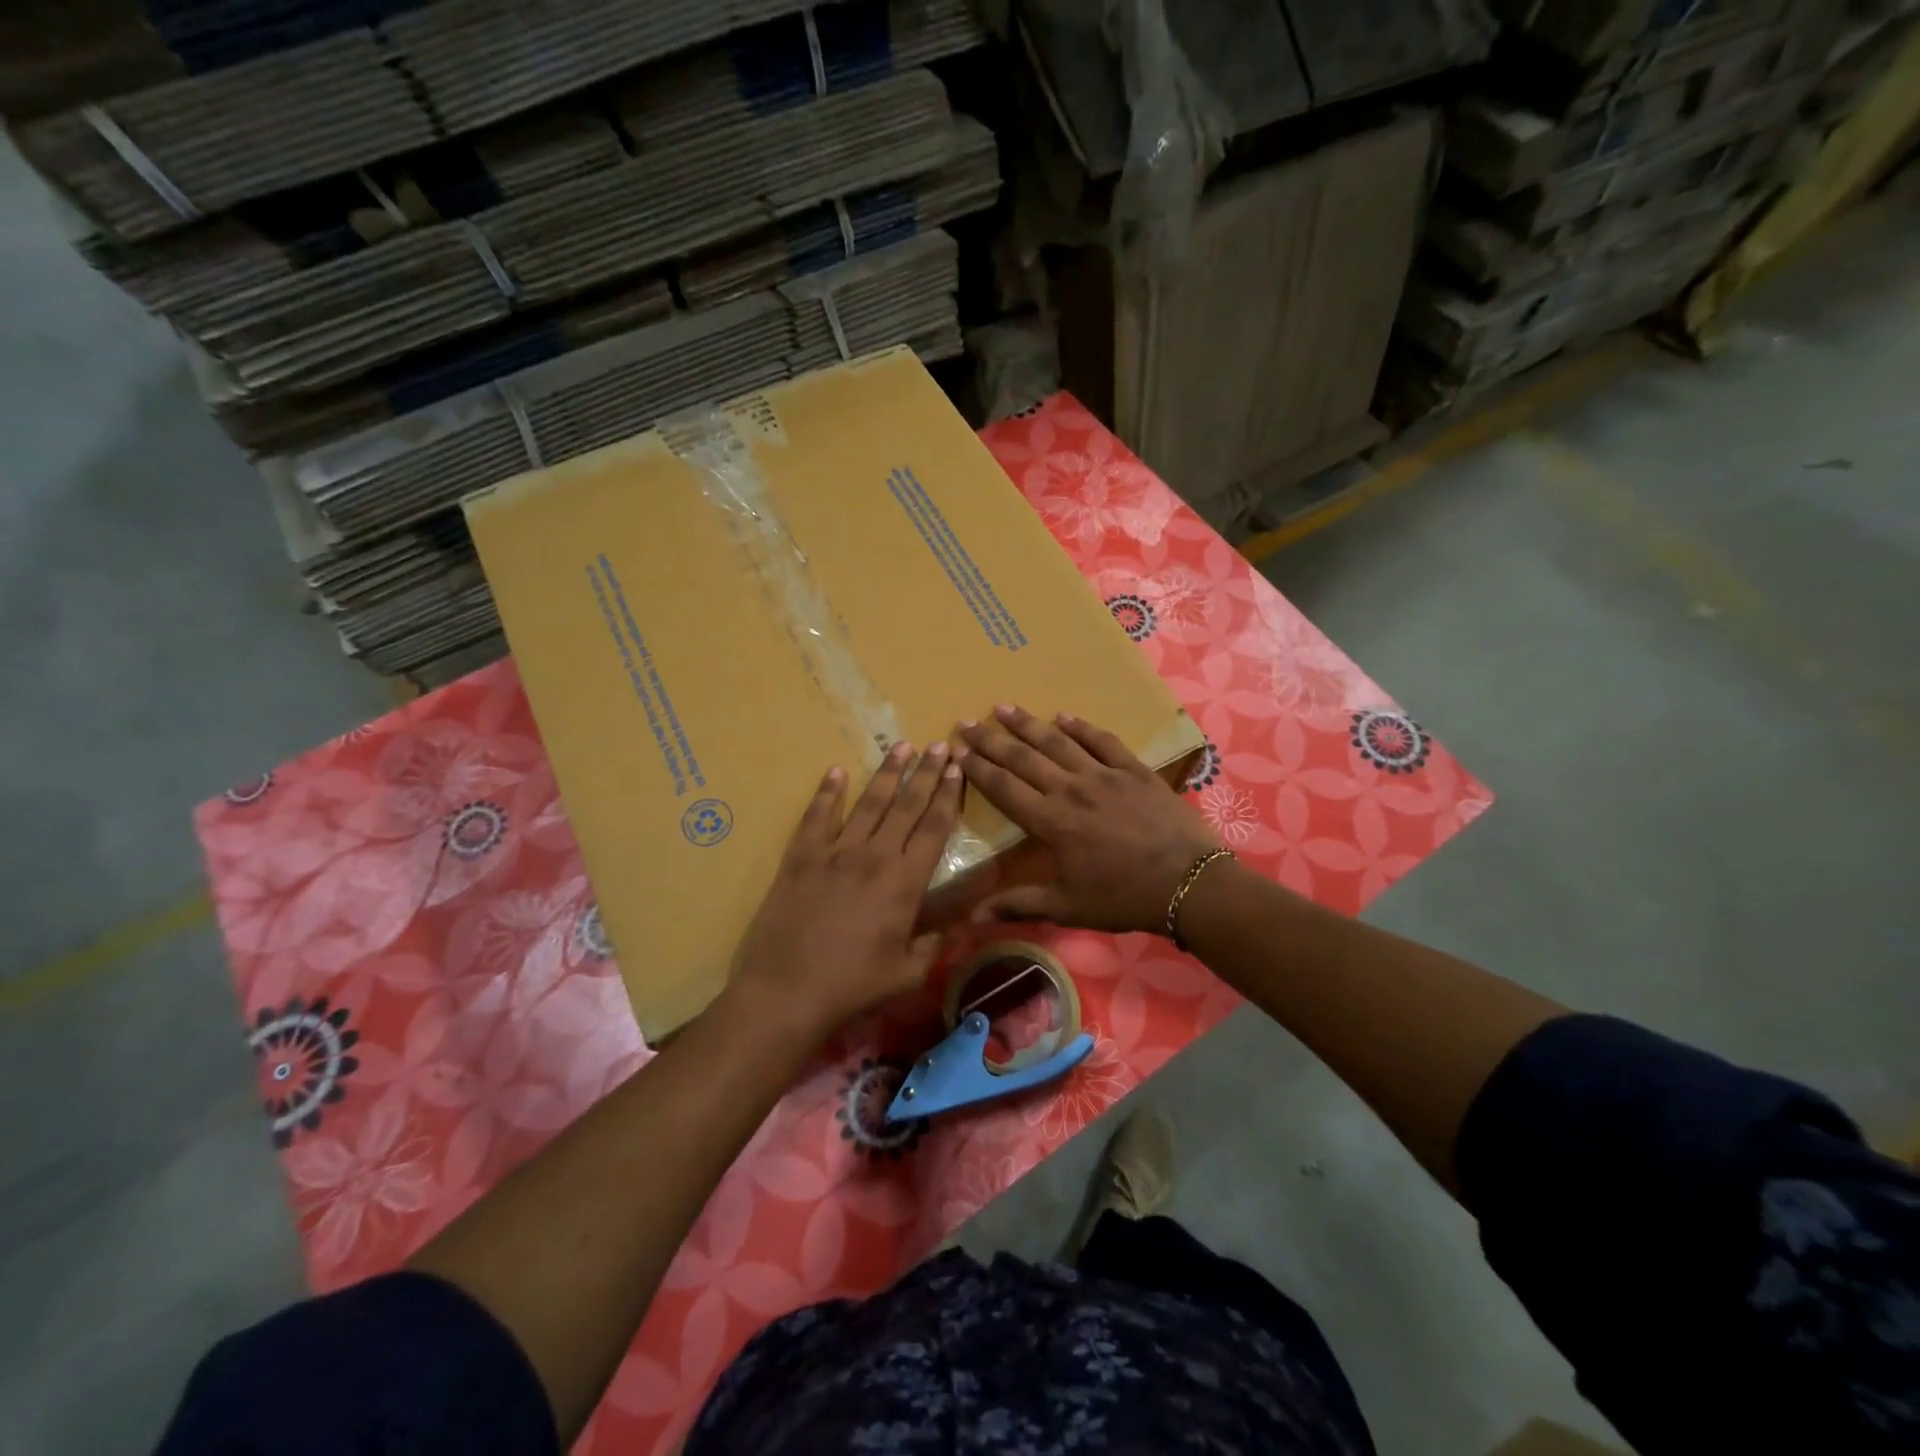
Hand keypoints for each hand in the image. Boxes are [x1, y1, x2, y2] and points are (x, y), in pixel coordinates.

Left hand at [730, 741, 963, 1042]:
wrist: (785, 992)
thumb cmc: (853, 987)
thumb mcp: (908, 972)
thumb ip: (937, 940)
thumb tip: (963, 919)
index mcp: (905, 882)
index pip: (934, 828)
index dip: (948, 796)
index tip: (956, 769)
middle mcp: (874, 856)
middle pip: (906, 805)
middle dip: (926, 773)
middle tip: (939, 744)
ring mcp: (834, 852)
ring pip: (867, 803)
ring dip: (888, 773)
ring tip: (902, 746)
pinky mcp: (800, 858)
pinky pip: (816, 817)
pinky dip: (827, 792)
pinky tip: (836, 771)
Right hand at [956, 705, 1218, 934]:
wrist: (1190, 883)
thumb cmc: (1124, 898)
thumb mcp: (1068, 907)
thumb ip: (1019, 904)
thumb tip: (972, 917)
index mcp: (1051, 822)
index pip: (1004, 788)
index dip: (978, 769)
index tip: (957, 751)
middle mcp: (1071, 789)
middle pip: (1023, 758)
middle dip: (992, 739)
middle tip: (968, 721)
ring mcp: (1103, 775)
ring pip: (1057, 741)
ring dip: (1028, 724)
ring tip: (1004, 707)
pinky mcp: (1133, 769)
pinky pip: (1102, 740)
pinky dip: (1081, 726)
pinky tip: (1063, 715)